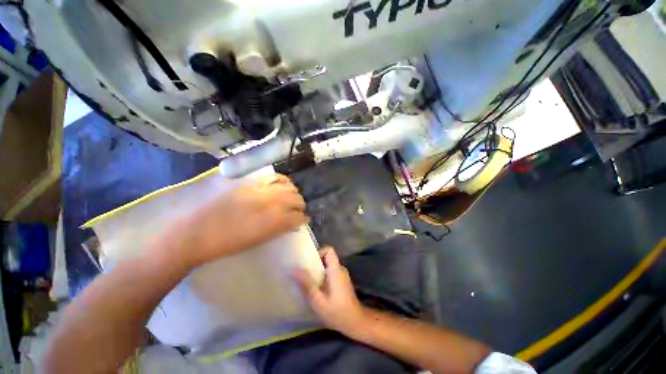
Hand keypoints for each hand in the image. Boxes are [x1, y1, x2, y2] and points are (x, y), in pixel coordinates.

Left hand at [162, 174, 308, 268]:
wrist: (192, 233)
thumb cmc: (226, 243)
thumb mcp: (258, 240)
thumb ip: (278, 228)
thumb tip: (290, 221)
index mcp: (275, 220)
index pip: (299, 216)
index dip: (302, 218)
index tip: (302, 219)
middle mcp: (272, 201)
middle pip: (297, 198)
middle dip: (300, 204)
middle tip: (297, 209)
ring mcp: (261, 188)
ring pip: (288, 185)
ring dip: (293, 191)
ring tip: (290, 196)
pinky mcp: (249, 180)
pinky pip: (273, 177)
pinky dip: (281, 181)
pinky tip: (280, 184)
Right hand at [293, 247, 367, 334]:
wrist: (355, 323)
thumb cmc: (337, 313)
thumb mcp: (318, 301)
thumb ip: (307, 285)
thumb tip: (294, 270)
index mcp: (336, 269)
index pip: (329, 250)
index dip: (318, 252)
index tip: (308, 262)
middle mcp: (340, 269)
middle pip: (327, 257)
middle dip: (314, 263)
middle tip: (302, 272)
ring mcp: (341, 275)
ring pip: (327, 265)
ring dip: (316, 271)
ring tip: (306, 281)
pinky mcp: (341, 282)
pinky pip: (329, 272)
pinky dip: (321, 276)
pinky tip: (315, 289)